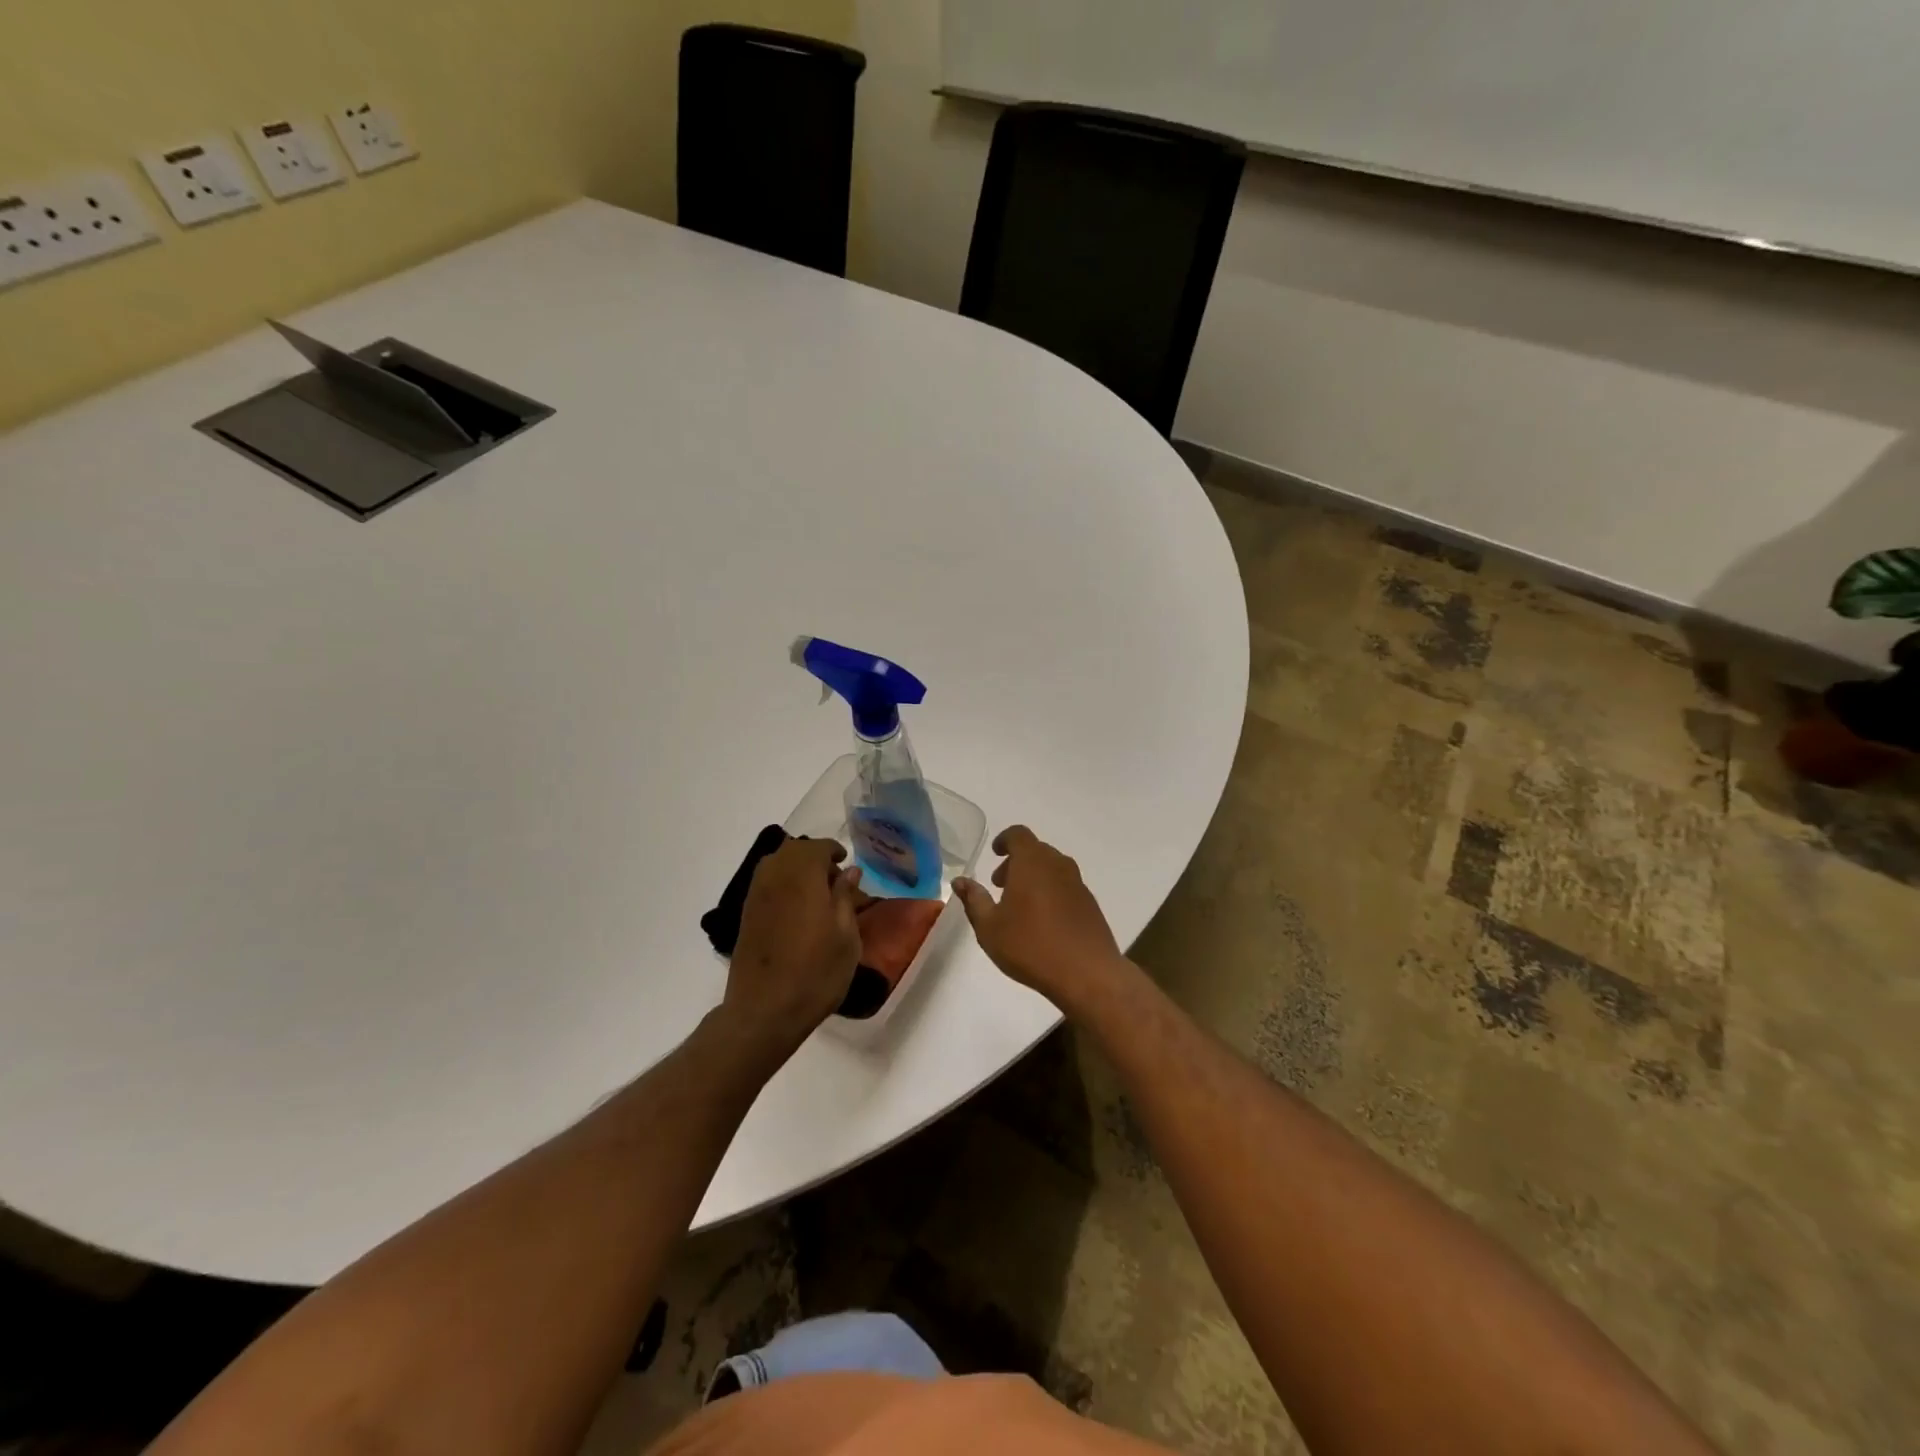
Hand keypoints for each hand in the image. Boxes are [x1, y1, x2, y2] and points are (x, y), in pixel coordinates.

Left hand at [721, 838, 863, 1066]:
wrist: (764, 1011)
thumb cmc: (816, 973)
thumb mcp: (846, 937)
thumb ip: (846, 897)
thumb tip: (849, 871)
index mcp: (803, 876)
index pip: (818, 847)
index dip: (834, 851)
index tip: (847, 864)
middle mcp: (775, 877)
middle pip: (793, 850)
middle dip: (814, 857)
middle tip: (834, 881)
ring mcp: (756, 895)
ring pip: (776, 864)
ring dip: (796, 869)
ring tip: (816, 895)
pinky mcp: (746, 914)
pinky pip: (765, 883)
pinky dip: (782, 884)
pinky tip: (797, 909)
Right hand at [953, 826, 1125, 1011]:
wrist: (1087, 974)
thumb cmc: (1030, 946)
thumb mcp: (989, 927)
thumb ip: (974, 900)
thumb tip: (960, 881)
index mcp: (1032, 862)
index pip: (1018, 835)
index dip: (1004, 840)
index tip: (995, 853)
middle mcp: (1057, 865)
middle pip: (1036, 851)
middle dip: (1016, 862)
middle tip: (1000, 885)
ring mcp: (1078, 884)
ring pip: (1052, 869)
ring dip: (1034, 877)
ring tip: (1019, 906)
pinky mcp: (1090, 904)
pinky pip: (1066, 887)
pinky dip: (1051, 892)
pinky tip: (1044, 922)